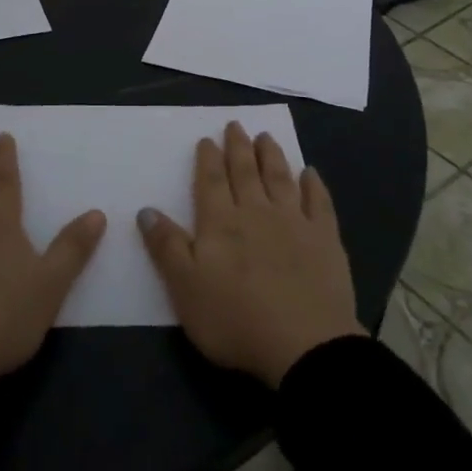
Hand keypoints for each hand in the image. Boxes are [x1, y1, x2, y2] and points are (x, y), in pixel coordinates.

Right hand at [138, 122, 364, 386]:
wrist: (304, 345)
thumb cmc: (235, 320)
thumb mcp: (185, 289)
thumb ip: (166, 247)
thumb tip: (146, 210)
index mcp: (220, 223)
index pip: (210, 181)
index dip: (207, 159)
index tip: (207, 139)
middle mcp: (256, 212)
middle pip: (245, 172)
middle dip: (238, 147)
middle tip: (236, 125)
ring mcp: (294, 222)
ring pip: (279, 178)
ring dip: (271, 155)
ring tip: (265, 137)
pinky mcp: (325, 239)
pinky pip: (318, 202)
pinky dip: (313, 185)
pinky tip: (310, 173)